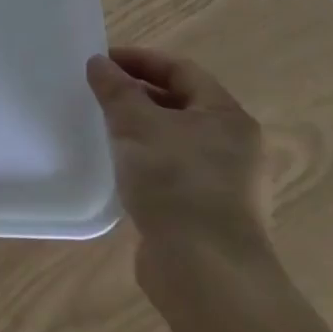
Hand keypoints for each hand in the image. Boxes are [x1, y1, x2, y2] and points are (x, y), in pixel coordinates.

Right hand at [87, 47, 273, 300]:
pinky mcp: (208, 214)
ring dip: (141, 130)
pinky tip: (119, 170)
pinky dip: (146, 162)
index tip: (101, 62)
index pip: (182, 71)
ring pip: (176, 141)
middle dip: (138, 94)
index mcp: (226, 116)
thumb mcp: (136, 124)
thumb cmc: (175, 182)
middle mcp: (234, 146)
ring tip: (103, 129)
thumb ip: (116, 89)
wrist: (205, 271)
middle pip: (181, 105)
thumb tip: (99, 62)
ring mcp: (226, 183)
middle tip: (98, 94)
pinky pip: (173, 172)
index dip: (140, 60)